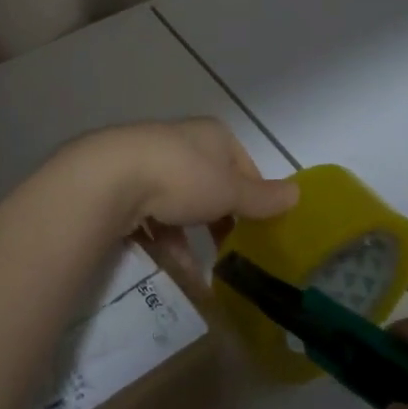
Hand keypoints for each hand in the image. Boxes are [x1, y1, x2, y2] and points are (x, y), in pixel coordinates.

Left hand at [60, 118, 298, 249]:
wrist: (110, 178)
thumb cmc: (182, 176)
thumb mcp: (230, 190)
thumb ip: (262, 197)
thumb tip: (298, 194)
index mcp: (211, 135)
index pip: (242, 165)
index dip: (254, 196)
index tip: (259, 228)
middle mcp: (181, 142)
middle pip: (210, 185)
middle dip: (219, 220)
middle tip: (231, 251)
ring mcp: (149, 162)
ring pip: (179, 205)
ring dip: (190, 239)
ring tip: (200, 274)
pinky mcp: (123, 185)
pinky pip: (151, 217)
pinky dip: (164, 242)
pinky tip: (172, 270)